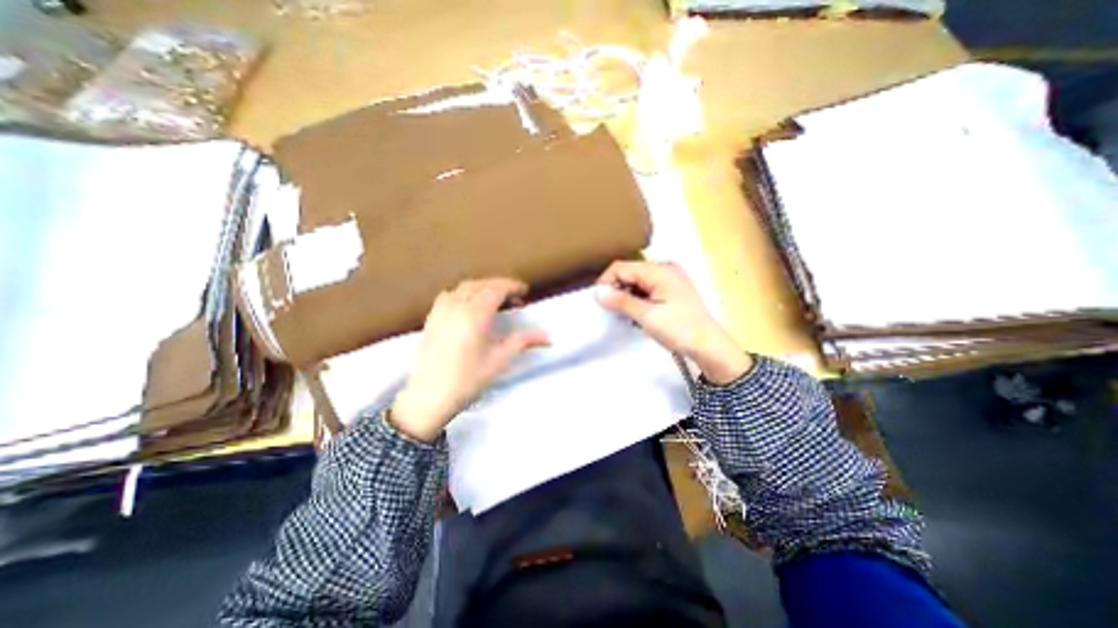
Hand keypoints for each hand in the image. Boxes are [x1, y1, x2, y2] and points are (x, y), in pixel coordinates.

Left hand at [391, 276, 550, 442]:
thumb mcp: (499, 361)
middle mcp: (456, 306)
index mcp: (474, 315)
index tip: (525, 291)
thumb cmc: (467, 380)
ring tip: (493, 300)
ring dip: (481, 287)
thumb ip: (522, 342)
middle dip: (498, 285)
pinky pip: (449, 295)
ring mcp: (440, 311)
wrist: (428, 398)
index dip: (512, 286)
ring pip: (463, 287)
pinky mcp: (431, 319)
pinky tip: (469, 308)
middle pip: (479, 284)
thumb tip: (548, 337)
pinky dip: (463, 293)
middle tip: (514, 297)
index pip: (495, 289)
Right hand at [593, 256, 749, 381]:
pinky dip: (635, 299)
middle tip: (611, 310)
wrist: (709, 346)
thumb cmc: (679, 330)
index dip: (606, 282)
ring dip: (625, 295)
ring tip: (623, 314)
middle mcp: (664, 268)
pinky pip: (644, 288)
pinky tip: (635, 314)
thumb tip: (596, 292)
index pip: (622, 267)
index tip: (599, 302)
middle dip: (616, 289)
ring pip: (635, 281)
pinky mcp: (669, 289)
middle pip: (628, 272)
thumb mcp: (647, 316)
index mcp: (659, 270)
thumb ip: (621, 301)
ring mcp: (668, 278)